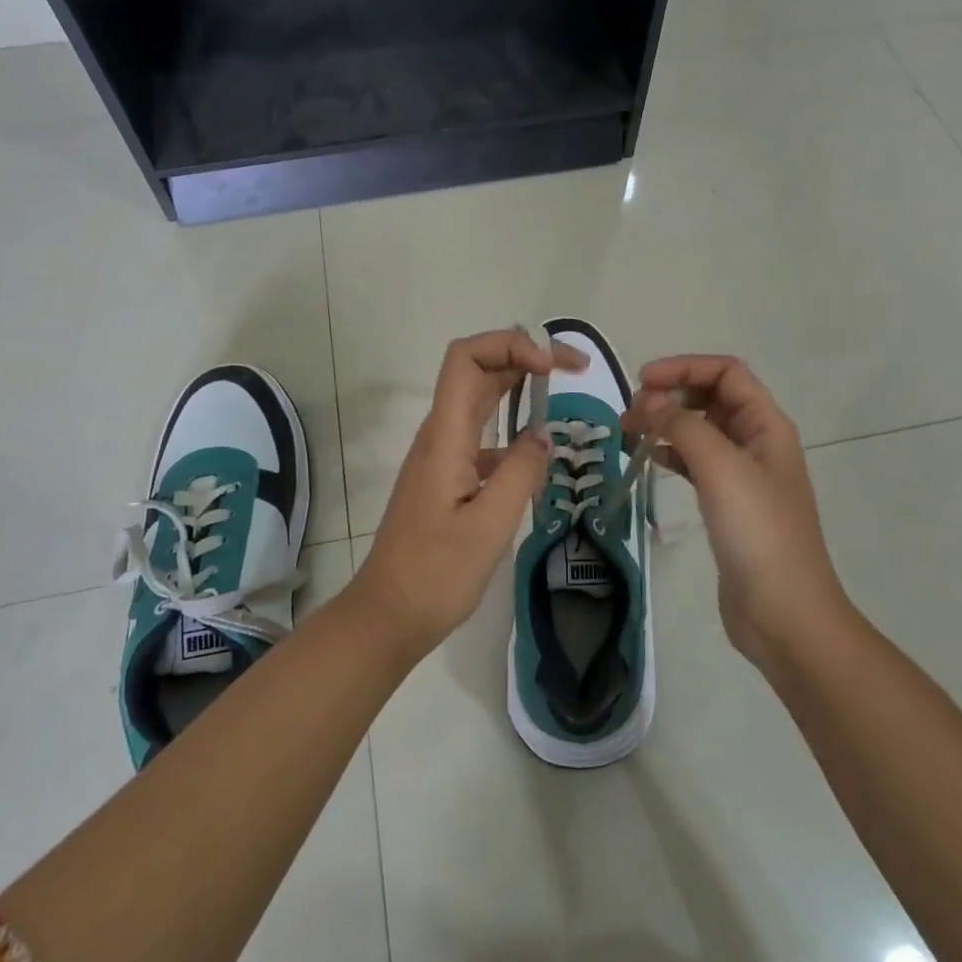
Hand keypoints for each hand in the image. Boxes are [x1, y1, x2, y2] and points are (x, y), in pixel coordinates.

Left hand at [347, 329, 587, 660]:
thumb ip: (521, 473)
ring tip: (562, 394)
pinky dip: (513, 430)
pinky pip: (482, 435)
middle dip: (524, 356)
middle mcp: (440, 434)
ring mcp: (442, 455)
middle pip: (478, 370)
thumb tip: (543, 435)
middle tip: (575, 369)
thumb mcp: (489, 527)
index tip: (550, 368)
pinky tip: (538, 455)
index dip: (509, 345)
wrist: (387, 616)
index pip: (466, 358)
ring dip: (519, 387)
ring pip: (481, 400)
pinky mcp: (447, 476)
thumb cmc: (435, 574)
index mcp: (445, 436)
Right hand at [625, 356, 849, 668]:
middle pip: (711, 397)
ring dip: (665, 423)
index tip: (642, 381)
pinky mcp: (727, 503)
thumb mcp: (721, 468)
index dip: (684, 367)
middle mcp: (756, 442)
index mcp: (766, 425)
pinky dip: (670, 453)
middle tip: (630, 413)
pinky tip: (647, 458)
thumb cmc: (758, 533)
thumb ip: (682, 426)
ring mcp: (742, 474)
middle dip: (670, 395)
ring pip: (699, 429)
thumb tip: (649, 401)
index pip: (726, 372)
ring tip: (627, 433)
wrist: (784, 614)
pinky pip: (694, 462)